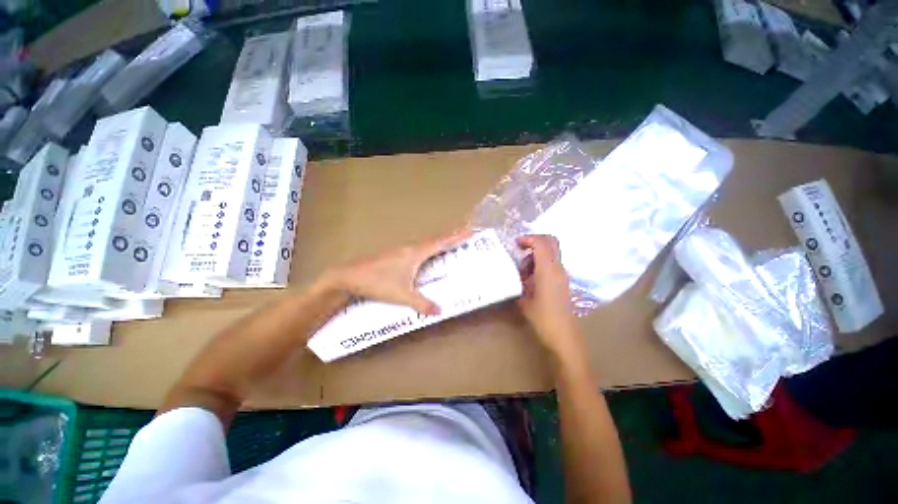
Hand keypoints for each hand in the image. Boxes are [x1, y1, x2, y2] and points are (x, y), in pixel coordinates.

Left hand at [325, 228, 472, 314]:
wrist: (348, 277)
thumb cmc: (377, 283)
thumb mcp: (402, 295)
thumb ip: (421, 303)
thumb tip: (440, 311)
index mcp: (414, 253)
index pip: (440, 242)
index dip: (456, 236)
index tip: (470, 229)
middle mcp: (407, 249)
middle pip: (432, 242)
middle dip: (447, 241)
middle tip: (462, 240)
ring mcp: (396, 252)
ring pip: (420, 248)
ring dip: (434, 248)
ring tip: (445, 251)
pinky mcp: (388, 258)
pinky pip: (412, 254)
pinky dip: (422, 255)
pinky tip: (420, 264)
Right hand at [516, 235, 583, 360]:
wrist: (564, 335)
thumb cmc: (543, 319)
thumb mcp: (524, 301)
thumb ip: (517, 284)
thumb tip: (509, 275)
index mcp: (548, 269)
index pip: (541, 242)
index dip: (527, 239)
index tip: (514, 245)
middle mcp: (558, 268)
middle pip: (550, 242)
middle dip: (534, 242)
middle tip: (520, 251)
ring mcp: (563, 275)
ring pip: (551, 253)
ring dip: (537, 255)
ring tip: (522, 271)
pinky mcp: (563, 283)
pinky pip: (552, 265)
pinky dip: (541, 265)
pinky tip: (530, 281)